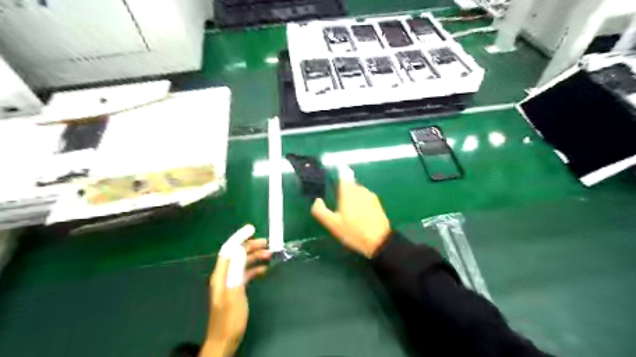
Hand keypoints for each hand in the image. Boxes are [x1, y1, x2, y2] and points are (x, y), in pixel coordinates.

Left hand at [201, 237, 270, 356]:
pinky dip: (255, 268)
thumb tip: (240, 249)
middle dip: (250, 246)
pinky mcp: (236, 289)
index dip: (239, 237)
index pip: (228, 250)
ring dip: (255, 256)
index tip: (252, 228)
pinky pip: (246, 273)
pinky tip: (265, 269)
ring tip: (269, 254)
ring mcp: (230, 282)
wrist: (225, 341)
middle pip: (237, 255)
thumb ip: (236, 270)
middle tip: (267, 242)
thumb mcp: (234, 293)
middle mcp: (224, 275)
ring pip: (242, 263)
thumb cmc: (230, 318)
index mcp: (221, 275)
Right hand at [312, 179, 389, 259]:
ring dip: (353, 198)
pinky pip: (365, 198)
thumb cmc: (353, 232)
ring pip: (358, 191)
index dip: (336, 185)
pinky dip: (361, 203)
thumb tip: (317, 200)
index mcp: (348, 192)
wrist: (379, 241)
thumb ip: (320, 211)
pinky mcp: (377, 202)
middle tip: (340, 208)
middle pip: (349, 185)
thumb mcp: (332, 224)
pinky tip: (360, 216)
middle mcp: (360, 189)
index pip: (341, 179)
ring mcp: (370, 195)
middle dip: (344, 193)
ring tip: (350, 214)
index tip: (333, 195)